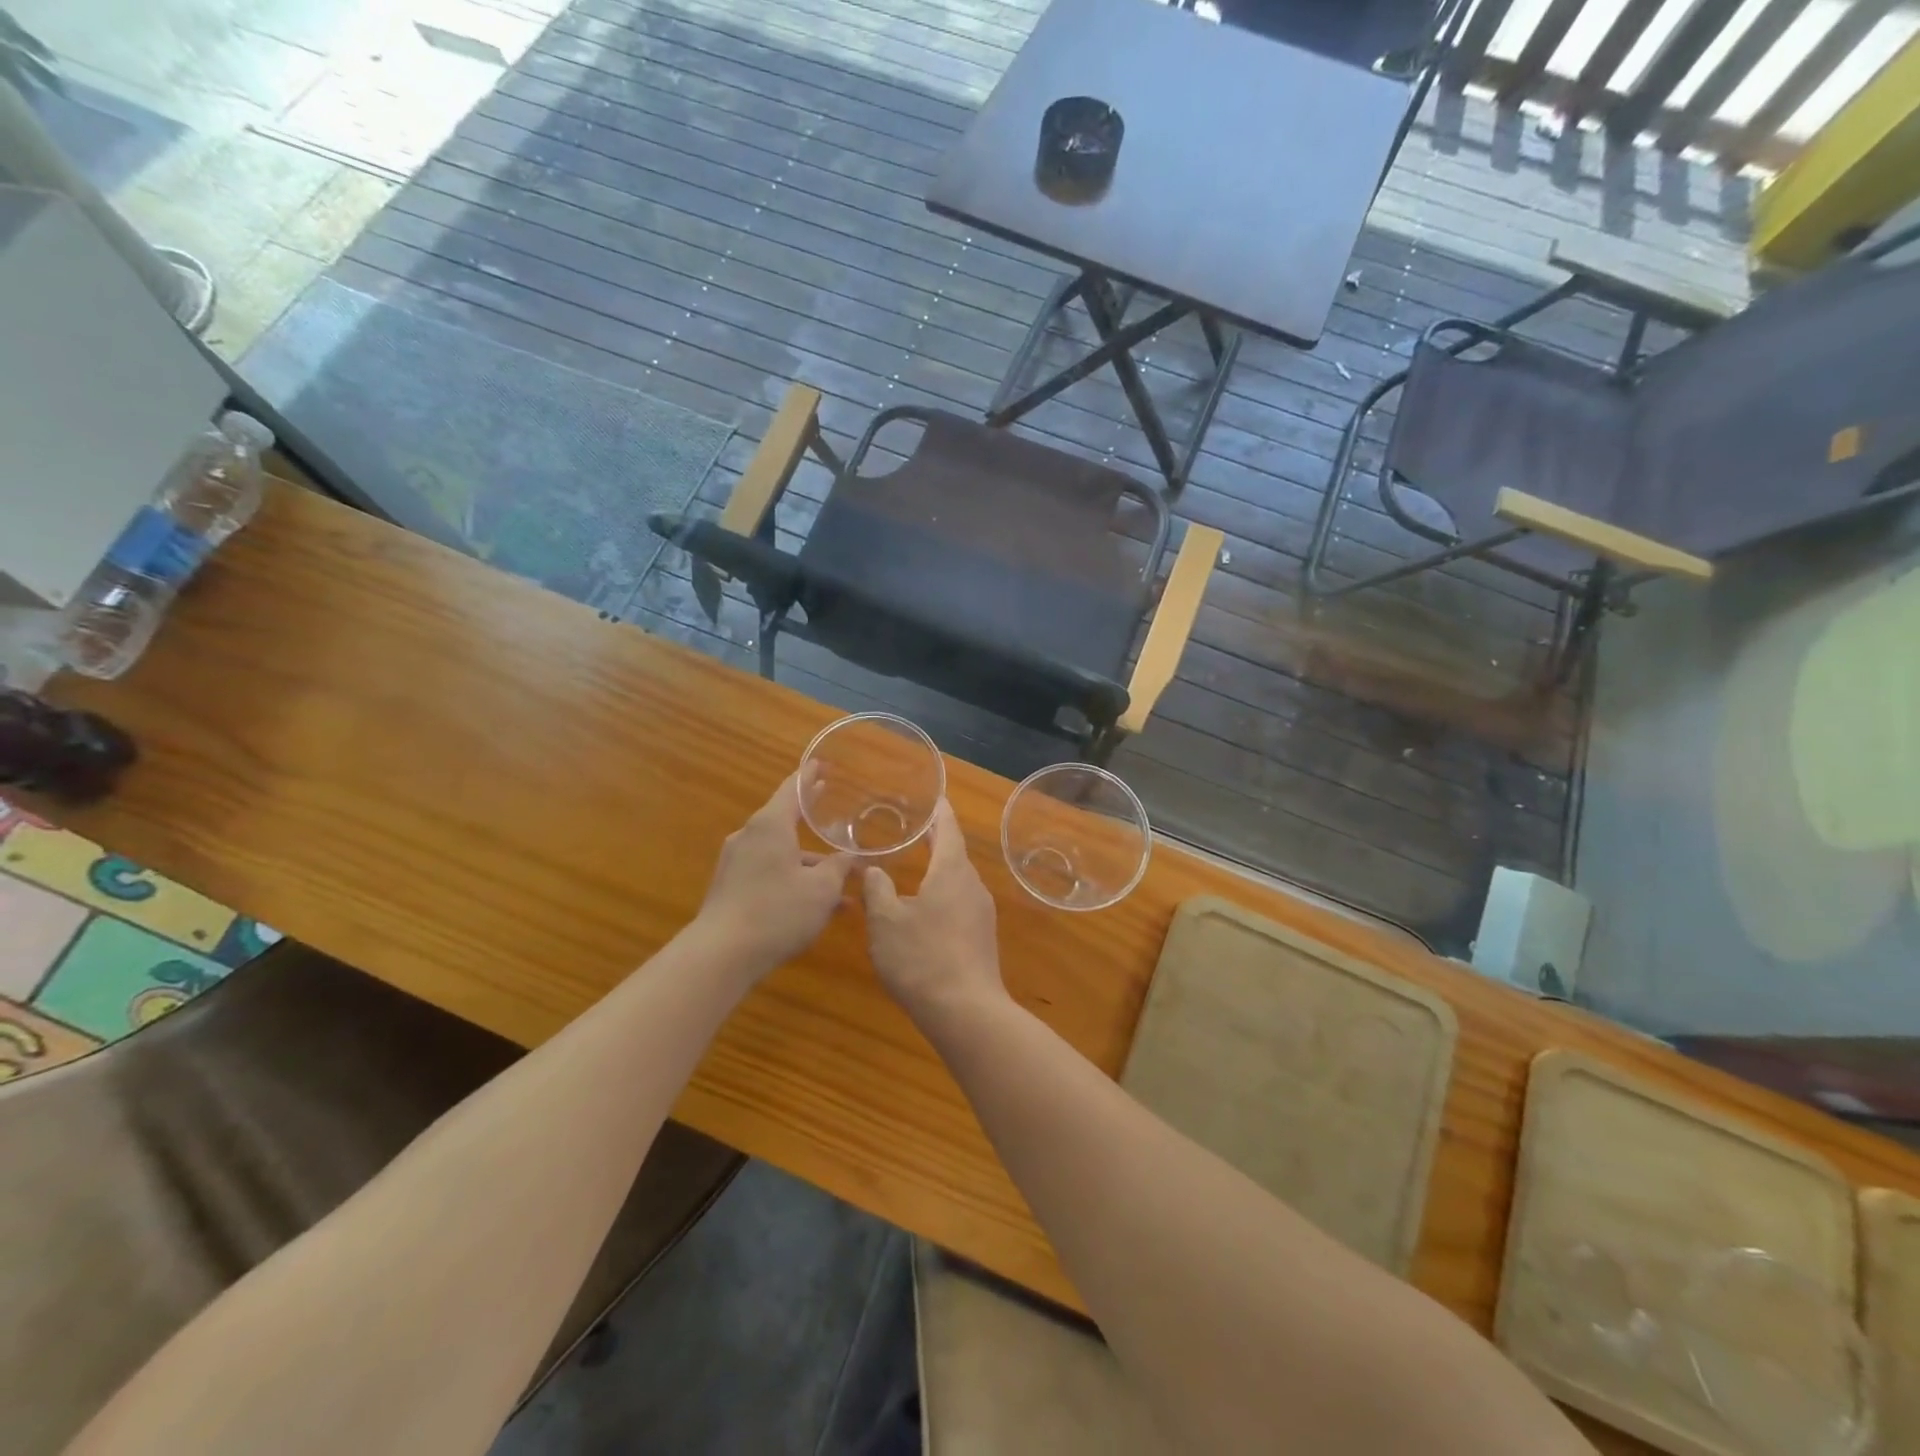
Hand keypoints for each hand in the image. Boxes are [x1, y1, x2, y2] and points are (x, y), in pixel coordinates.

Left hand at [696, 774, 855, 977]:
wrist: (721, 955)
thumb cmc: (777, 912)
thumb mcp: (821, 889)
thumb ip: (839, 867)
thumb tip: (851, 856)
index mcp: (770, 825)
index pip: (792, 789)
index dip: (809, 776)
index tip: (821, 764)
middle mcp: (749, 836)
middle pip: (784, 819)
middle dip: (809, 815)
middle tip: (827, 800)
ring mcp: (736, 862)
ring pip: (780, 852)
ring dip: (808, 863)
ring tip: (840, 882)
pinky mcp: (730, 887)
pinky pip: (768, 872)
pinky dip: (792, 879)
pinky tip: (815, 906)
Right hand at [862, 799, 1005, 1020]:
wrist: (966, 1012)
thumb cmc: (922, 957)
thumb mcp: (886, 922)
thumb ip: (878, 890)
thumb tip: (873, 869)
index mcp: (952, 871)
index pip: (948, 829)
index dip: (940, 812)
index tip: (934, 797)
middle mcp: (973, 886)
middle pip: (955, 855)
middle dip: (936, 842)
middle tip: (913, 831)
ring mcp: (982, 914)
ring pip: (958, 883)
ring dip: (939, 873)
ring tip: (915, 869)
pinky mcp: (983, 939)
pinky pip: (961, 906)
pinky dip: (943, 898)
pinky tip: (926, 913)